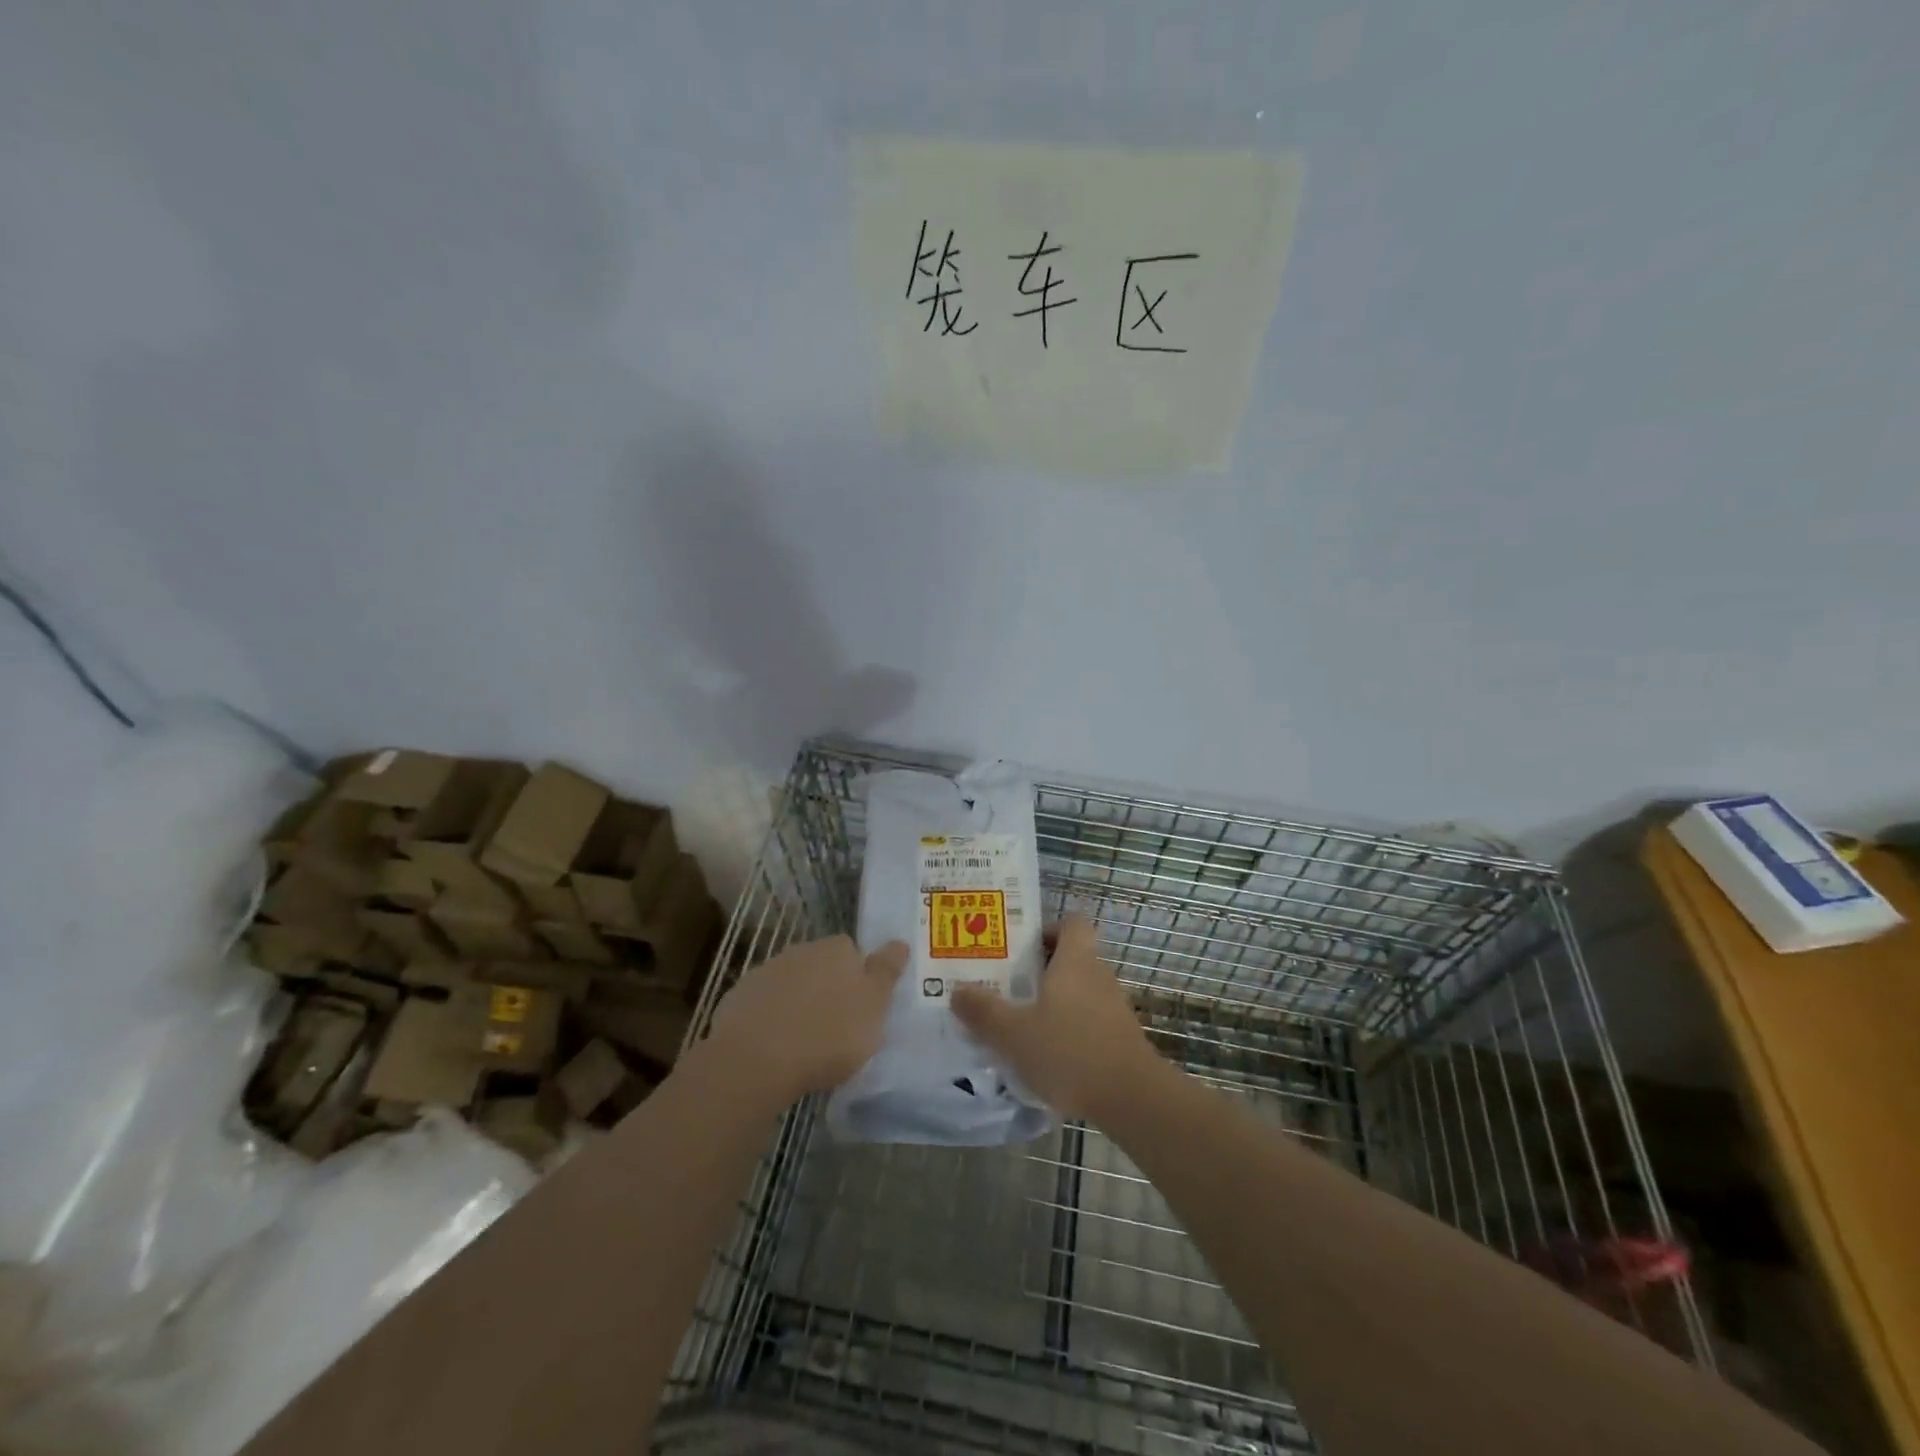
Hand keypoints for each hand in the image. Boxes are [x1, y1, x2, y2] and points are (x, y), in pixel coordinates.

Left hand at [705, 935, 907, 1106]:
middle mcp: (802, 950)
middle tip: (836, 1027)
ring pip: (792, 983)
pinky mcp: (739, 997)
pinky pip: (765, 1004)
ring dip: (798, 1003)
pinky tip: (775, 1046)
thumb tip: (900, 942)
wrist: (756, 1060)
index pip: (853, 951)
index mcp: (838, 949)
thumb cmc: (828, 1034)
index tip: (860, 1008)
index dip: (858, 978)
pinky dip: (771, 1018)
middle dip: (828, 988)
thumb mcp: (873, 1007)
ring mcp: (767, 971)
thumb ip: (886, 973)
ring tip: (804, 1041)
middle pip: (821, 966)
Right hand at [952, 914, 1161, 1121]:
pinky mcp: (1119, 1036)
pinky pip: (1088, 1018)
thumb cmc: (1069, 1052)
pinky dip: (1068, 1027)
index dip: (1047, 928)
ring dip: (1053, 1000)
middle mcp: (1097, 974)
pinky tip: (1046, 1054)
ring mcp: (1112, 1006)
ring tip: (1020, 1022)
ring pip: (1078, 990)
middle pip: (1070, 956)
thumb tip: (957, 989)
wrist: (1132, 1099)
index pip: (1071, 922)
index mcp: (1075, 960)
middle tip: (1006, 985)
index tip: (1020, 947)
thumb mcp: (1014, 1033)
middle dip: (1039, 968)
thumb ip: (984, 1011)